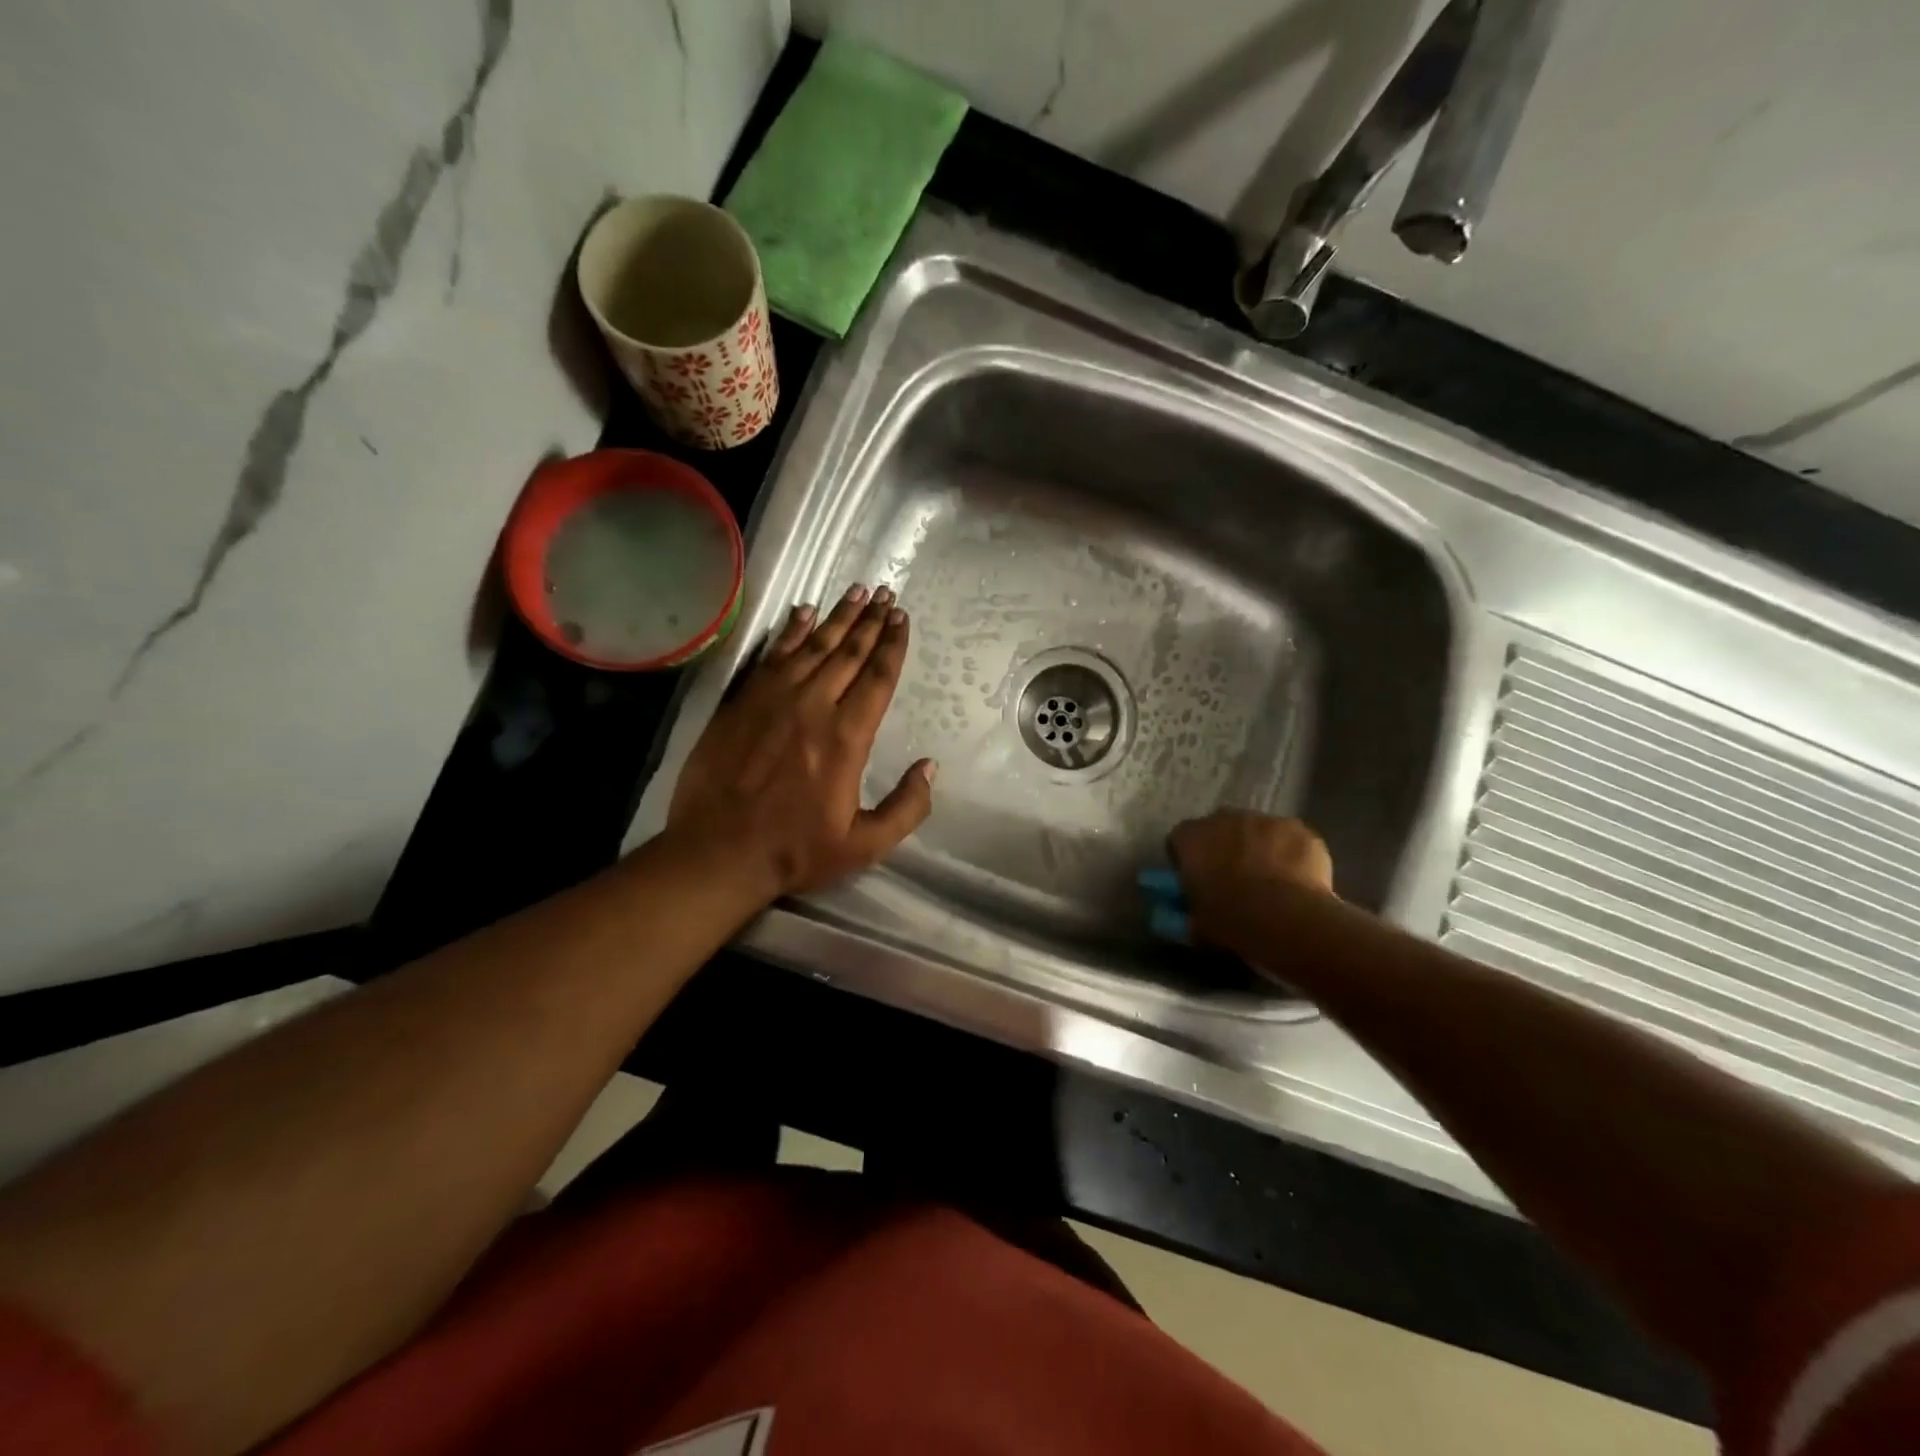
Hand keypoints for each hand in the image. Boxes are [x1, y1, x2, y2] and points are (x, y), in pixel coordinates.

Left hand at [665, 584, 934, 899]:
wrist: (719, 852)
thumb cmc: (796, 850)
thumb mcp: (865, 845)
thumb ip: (906, 807)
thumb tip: (930, 767)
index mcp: (847, 737)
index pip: (877, 678)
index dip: (893, 645)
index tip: (902, 618)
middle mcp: (813, 706)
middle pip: (849, 653)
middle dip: (871, 621)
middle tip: (886, 593)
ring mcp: (773, 699)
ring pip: (813, 646)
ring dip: (838, 617)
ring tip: (857, 592)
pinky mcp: (742, 702)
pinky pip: (772, 655)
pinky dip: (790, 631)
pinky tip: (803, 612)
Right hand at [1167, 811, 1333, 946]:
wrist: (1288, 920)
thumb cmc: (1233, 921)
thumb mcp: (1198, 923)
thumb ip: (1191, 911)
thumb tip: (1192, 916)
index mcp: (1192, 839)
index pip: (1180, 839)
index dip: (1188, 859)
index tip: (1196, 879)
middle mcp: (1224, 819)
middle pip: (1219, 827)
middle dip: (1224, 847)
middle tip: (1233, 878)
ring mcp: (1264, 820)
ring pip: (1257, 830)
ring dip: (1259, 848)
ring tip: (1270, 881)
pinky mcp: (1298, 828)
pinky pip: (1289, 838)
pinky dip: (1290, 853)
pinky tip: (1298, 880)